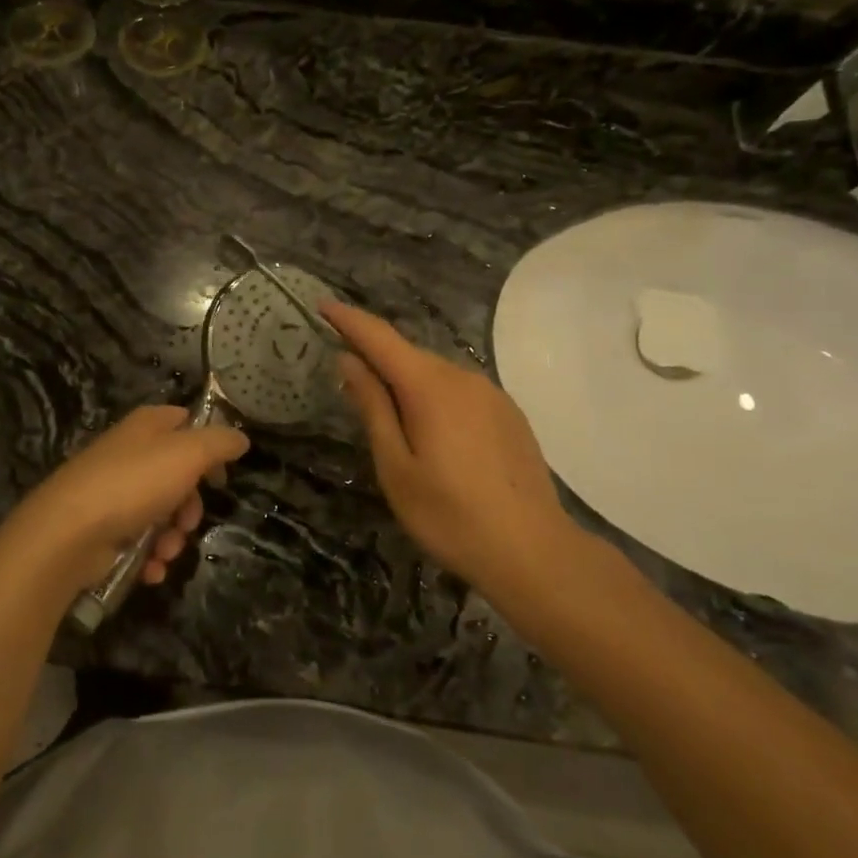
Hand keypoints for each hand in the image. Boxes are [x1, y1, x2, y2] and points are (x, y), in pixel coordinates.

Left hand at [4, 405, 249, 600]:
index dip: (208, 446)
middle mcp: (129, 453)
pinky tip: (149, 568)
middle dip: (190, 506)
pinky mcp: (102, 528)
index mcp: (147, 426)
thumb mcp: (187, 455)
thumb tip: (241, 439)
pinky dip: (149, 556)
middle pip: (177, 476)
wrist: (67, 533)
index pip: (185, 421)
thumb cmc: (132, 484)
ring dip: (172, 538)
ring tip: (165, 551)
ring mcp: (113, 491)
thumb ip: (219, 443)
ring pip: (161, 513)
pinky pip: (138, 540)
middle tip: (188, 522)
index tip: (220, 474)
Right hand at [322, 301, 578, 588]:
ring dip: (405, 380)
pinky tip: (433, 433)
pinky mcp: (509, 413)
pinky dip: (434, 396)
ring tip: (388, 414)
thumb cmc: (450, 516)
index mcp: (430, 387)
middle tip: (346, 375)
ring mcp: (491, 394)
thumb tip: (349, 360)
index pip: (380, 338)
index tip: (323, 305)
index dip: (349, 319)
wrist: (534, 553)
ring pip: (435, 373)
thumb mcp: (396, 466)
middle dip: (375, 356)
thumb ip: (372, 407)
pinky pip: (459, 391)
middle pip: (408, 354)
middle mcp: (462, 377)